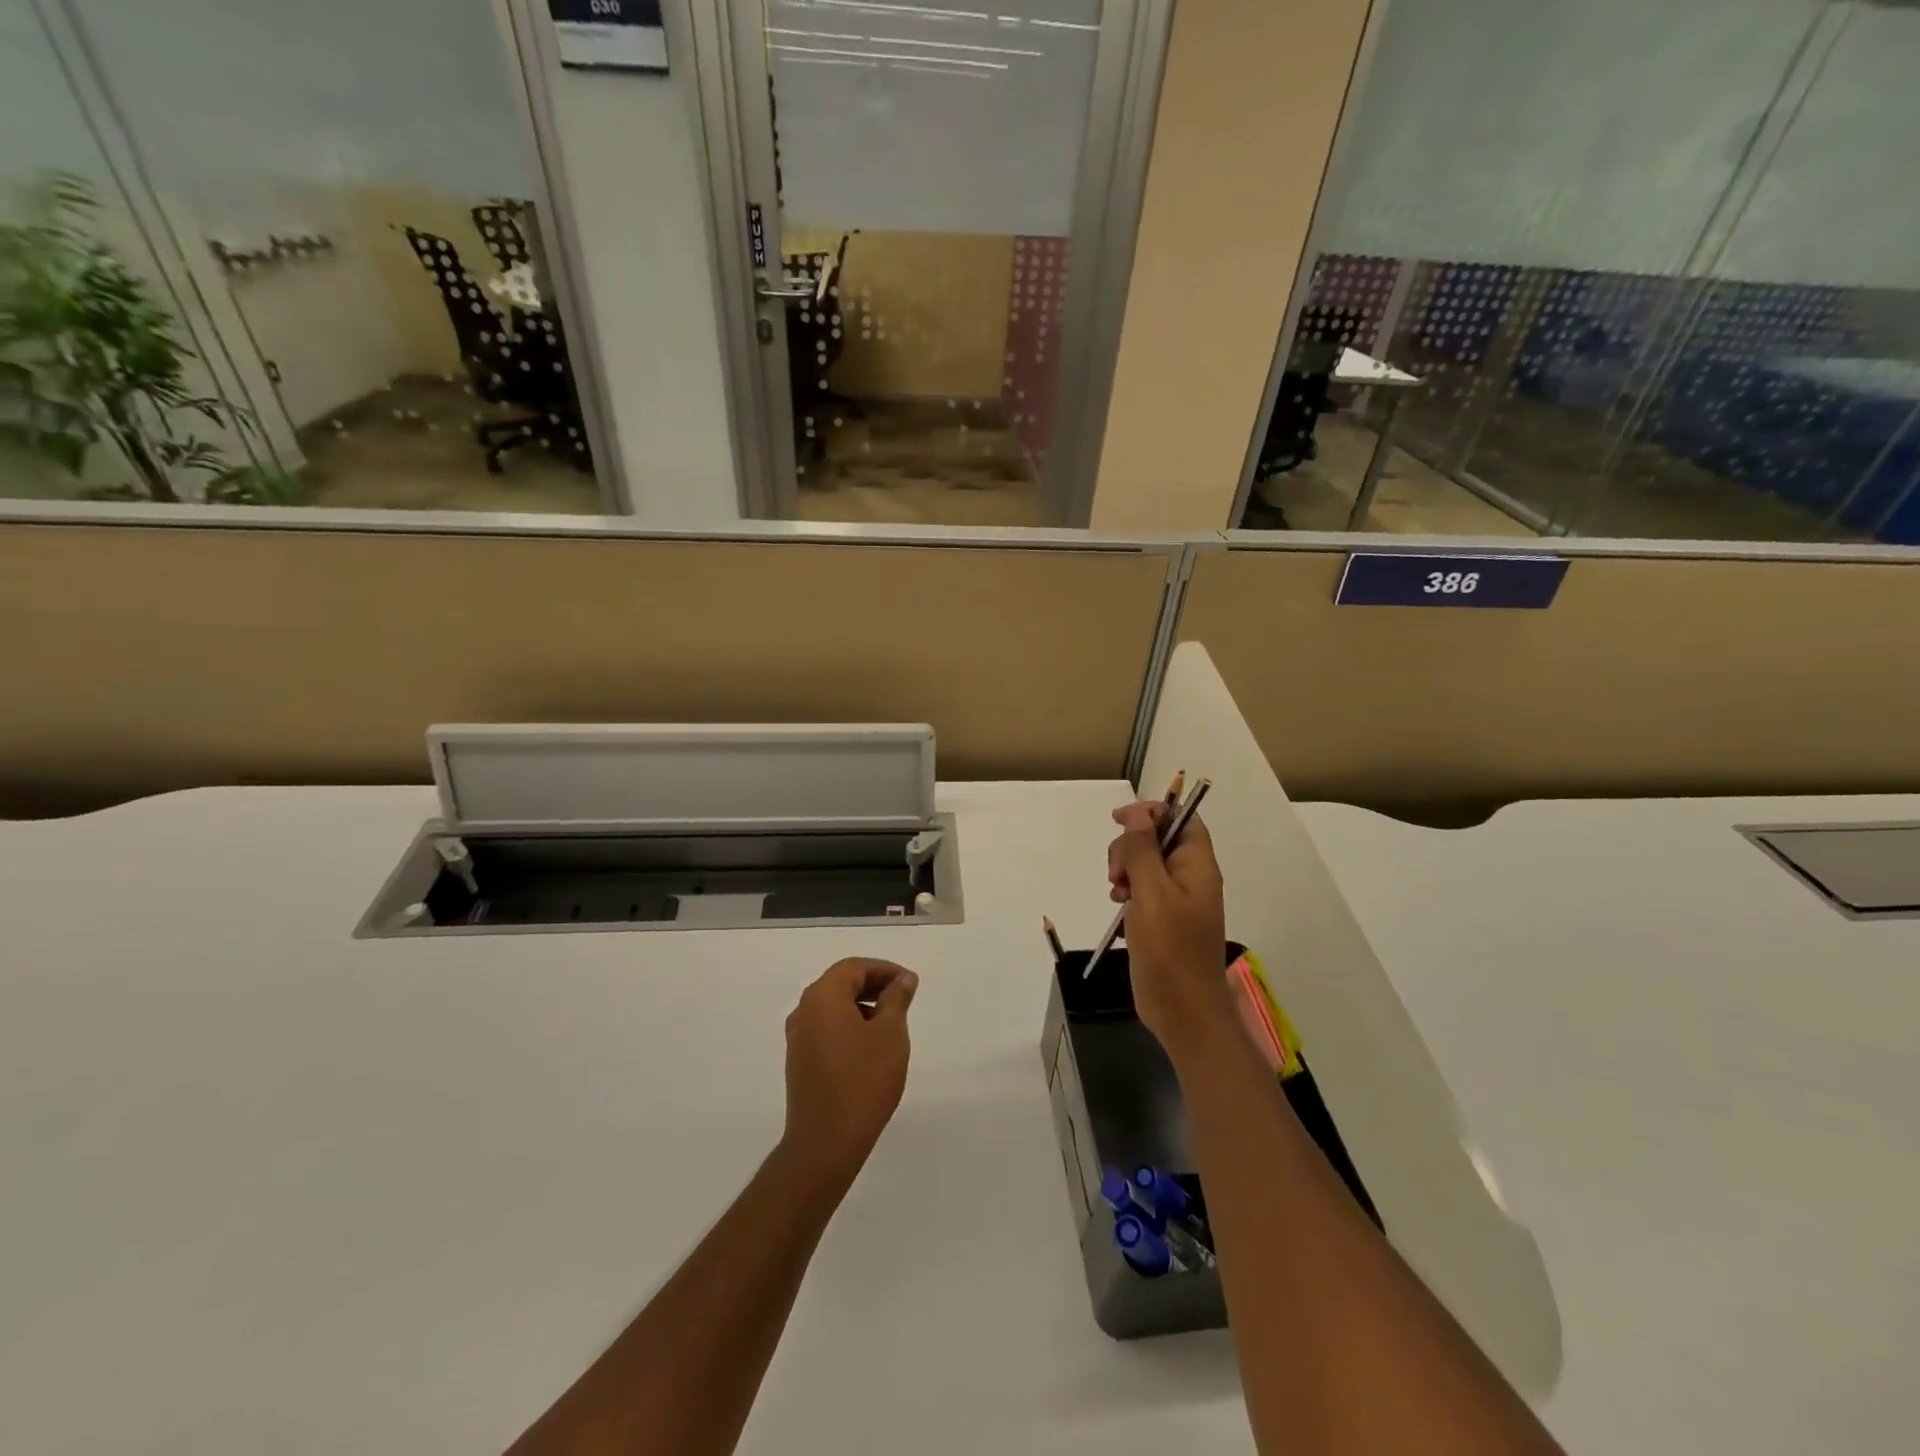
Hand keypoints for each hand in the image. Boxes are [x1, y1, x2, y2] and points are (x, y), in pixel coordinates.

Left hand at [779, 958, 918, 1189]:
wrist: (825, 1143)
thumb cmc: (862, 1081)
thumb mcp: (890, 1034)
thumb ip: (896, 999)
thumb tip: (903, 979)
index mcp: (822, 997)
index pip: (854, 967)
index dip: (884, 970)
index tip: (910, 984)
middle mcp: (804, 1011)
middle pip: (841, 984)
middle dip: (874, 986)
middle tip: (904, 1000)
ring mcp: (798, 1038)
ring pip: (833, 1008)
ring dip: (862, 1007)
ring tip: (891, 1025)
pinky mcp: (799, 1062)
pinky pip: (826, 1029)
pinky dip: (849, 1027)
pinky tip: (870, 1049)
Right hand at [1108, 802, 1234, 1062]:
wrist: (1184, 1012)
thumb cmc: (1170, 951)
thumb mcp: (1152, 894)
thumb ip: (1143, 851)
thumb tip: (1138, 813)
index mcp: (1197, 866)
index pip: (1181, 818)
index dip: (1152, 812)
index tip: (1119, 821)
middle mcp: (1190, 877)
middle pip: (1157, 839)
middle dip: (1130, 848)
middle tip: (1117, 875)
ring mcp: (1177, 900)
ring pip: (1145, 865)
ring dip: (1125, 872)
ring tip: (1118, 895)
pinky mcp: (1163, 920)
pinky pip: (1142, 891)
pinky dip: (1127, 894)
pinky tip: (1120, 910)